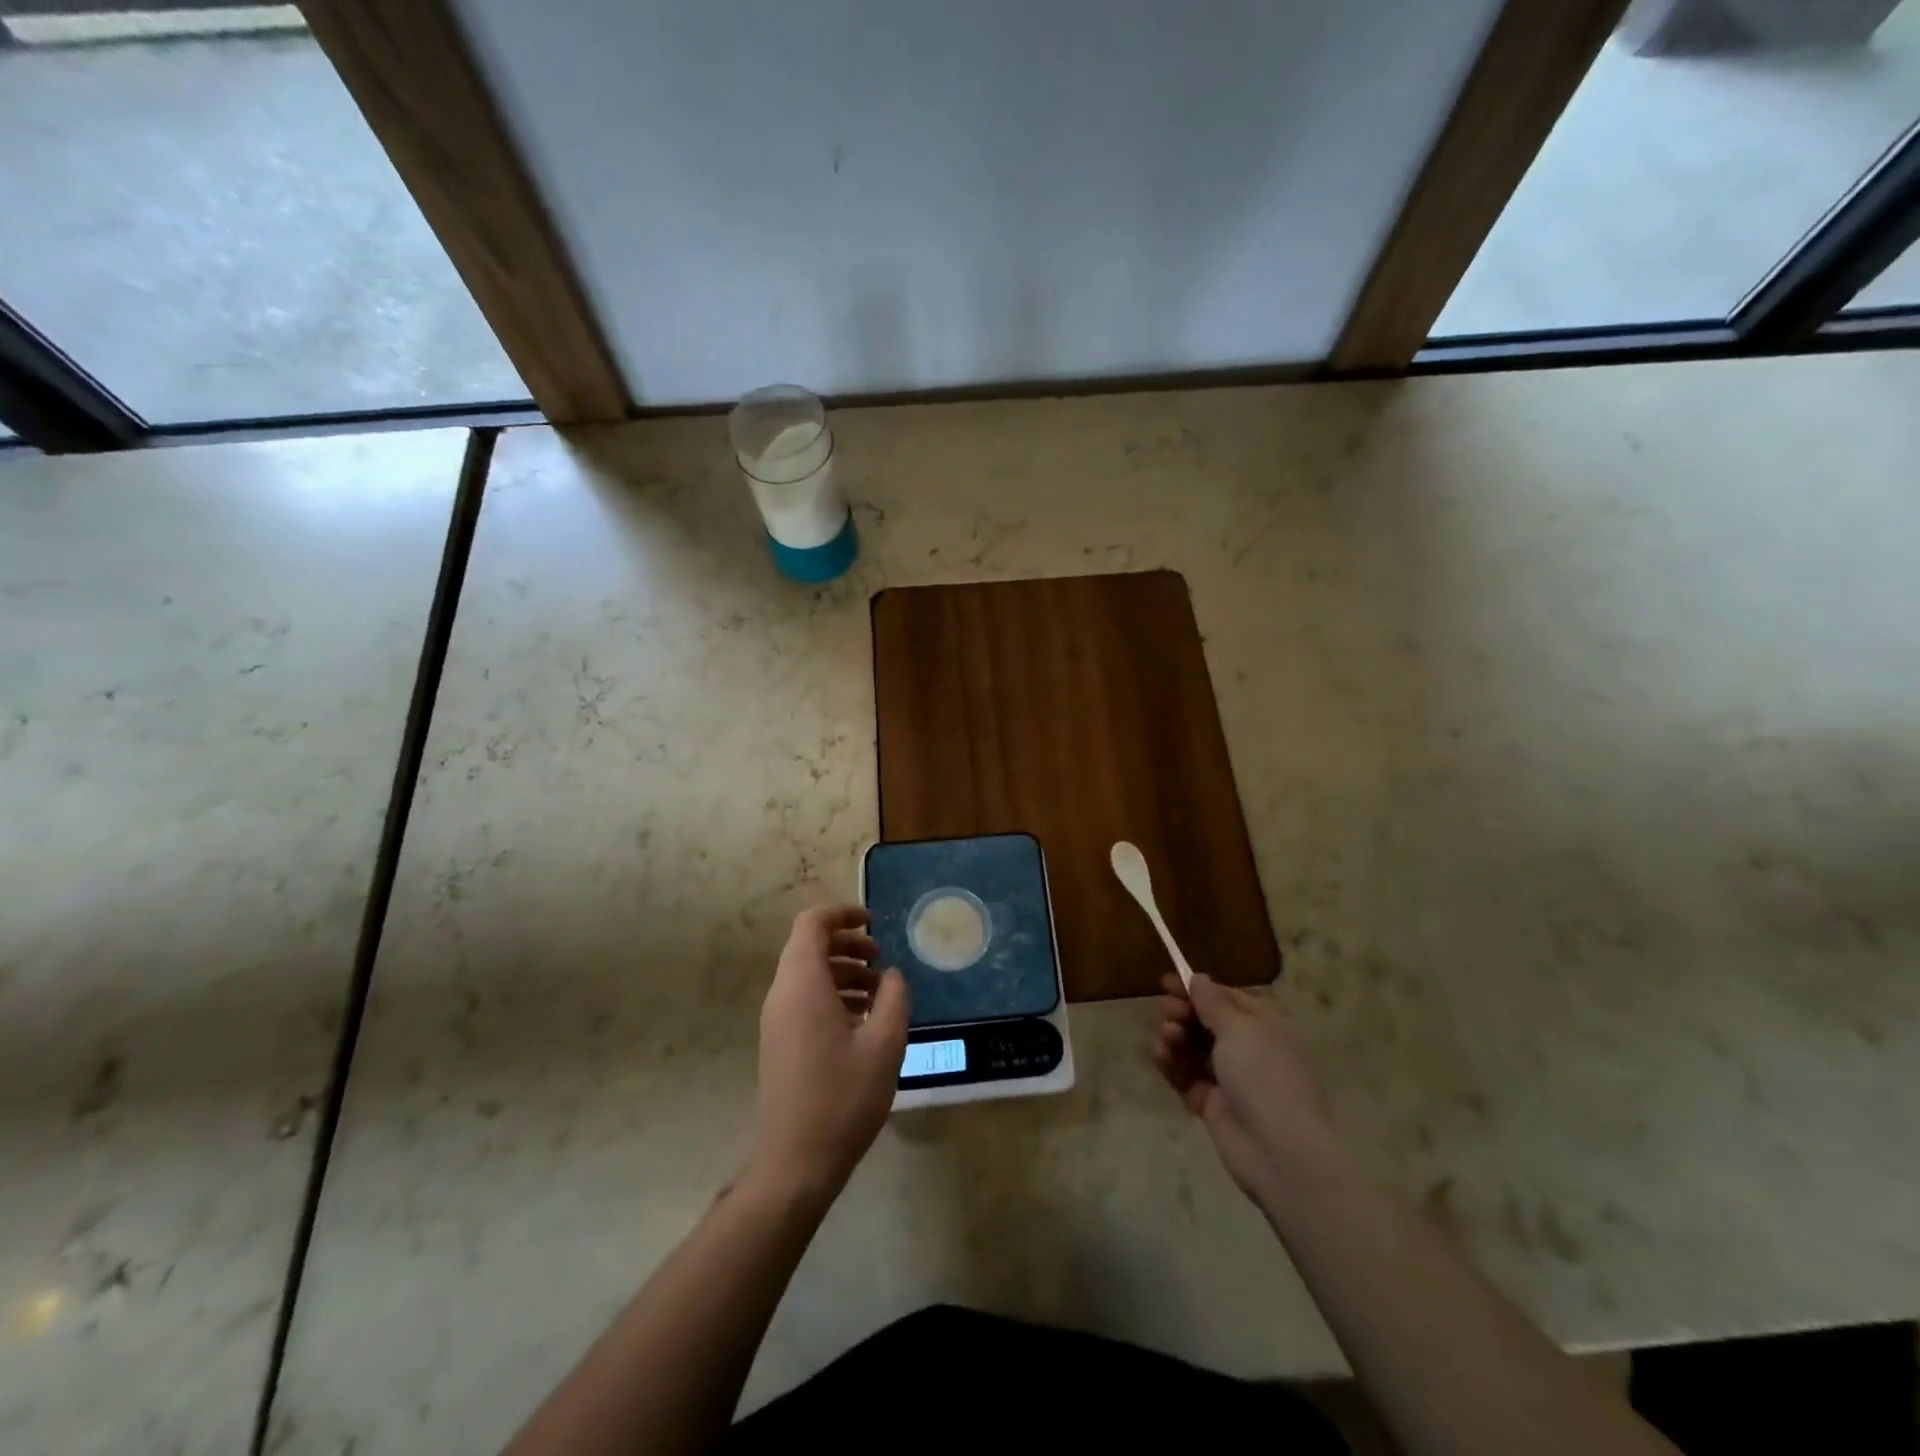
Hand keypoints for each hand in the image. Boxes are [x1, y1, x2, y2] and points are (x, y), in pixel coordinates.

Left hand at [747, 905, 909, 1204]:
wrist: (795, 1162)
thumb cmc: (843, 1097)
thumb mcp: (885, 1044)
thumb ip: (894, 998)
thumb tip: (892, 976)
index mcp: (802, 984)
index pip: (812, 923)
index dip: (843, 913)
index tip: (874, 922)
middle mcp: (782, 994)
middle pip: (809, 946)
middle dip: (847, 943)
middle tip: (881, 958)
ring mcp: (777, 1020)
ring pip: (808, 974)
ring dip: (843, 971)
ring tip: (880, 992)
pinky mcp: (779, 1041)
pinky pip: (804, 999)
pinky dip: (832, 994)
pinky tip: (863, 1020)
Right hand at [1152, 973, 1339, 1207]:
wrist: (1281, 1152)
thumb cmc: (1264, 1076)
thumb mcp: (1239, 1029)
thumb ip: (1212, 1003)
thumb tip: (1198, 978)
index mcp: (1263, 1025)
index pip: (1225, 998)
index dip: (1197, 989)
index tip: (1166, 983)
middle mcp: (1247, 1048)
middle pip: (1205, 1021)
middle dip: (1183, 1012)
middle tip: (1167, 1010)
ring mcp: (1229, 1078)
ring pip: (1192, 1048)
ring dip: (1175, 1037)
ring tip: (1167, 1037)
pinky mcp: (1211, 1104)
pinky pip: (1185, 1076)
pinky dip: (1171, 1063)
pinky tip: (1160, 1055)